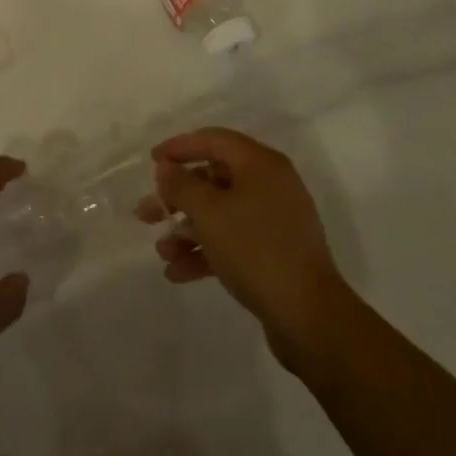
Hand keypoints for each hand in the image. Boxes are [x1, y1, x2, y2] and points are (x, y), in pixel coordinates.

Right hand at [145, 128, 348, 371]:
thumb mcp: (209, 213)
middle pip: (214, 178)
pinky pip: (233, 240)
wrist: (308, 316)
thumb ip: (181, 185)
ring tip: (162, 251)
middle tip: (147, 212)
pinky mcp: (275, 252)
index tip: (152, 161)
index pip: (214, 140)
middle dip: (177, 197)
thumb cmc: (255, 249)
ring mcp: (275, 220)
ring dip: (187, 229)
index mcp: (261, 164)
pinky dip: (206, 251)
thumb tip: (167, 168)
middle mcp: (270, 185)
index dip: (180, 147)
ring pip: (221, 213)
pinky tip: (177, 272)